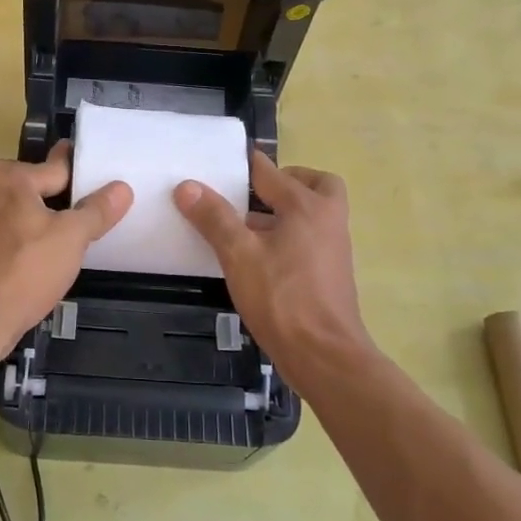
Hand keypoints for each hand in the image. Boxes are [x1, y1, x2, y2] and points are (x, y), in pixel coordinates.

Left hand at [0, 141, 131, 351]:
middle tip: (65, 205)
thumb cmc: (28, 267)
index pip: (51, 168)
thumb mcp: (73, 237)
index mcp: (5, 176)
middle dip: (38, 188)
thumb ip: (97, 209)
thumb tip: (122, 188)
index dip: (73, 171)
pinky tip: (16, 243)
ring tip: (38, 222)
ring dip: (13, 206)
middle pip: (18, 179)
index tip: (81, 158)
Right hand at [174, 150, 374, 379]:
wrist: (325, 356)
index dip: (242, 165)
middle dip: (284, 182)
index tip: (217, 164)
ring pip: (311, 214)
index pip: (270, 171)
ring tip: (242, 226)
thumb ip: (214, 218)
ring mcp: (333, 248)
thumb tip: (187, 185)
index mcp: (307, 206)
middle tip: (251, 193)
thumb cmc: (282, 298)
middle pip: (312, 185)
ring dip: (282, 212)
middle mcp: (327, 219)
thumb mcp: (238, 255)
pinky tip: (257, 258)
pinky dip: (287, 237)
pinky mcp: (330, 273)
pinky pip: (309, 239)